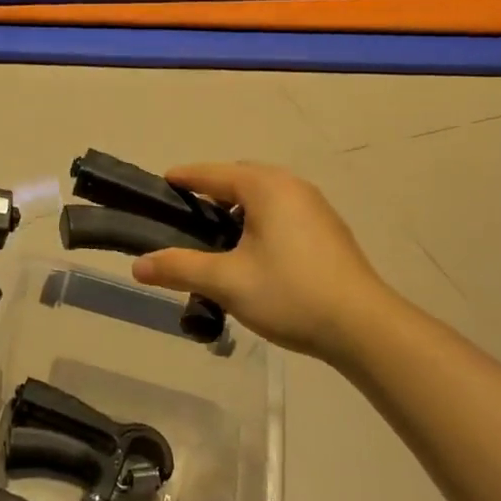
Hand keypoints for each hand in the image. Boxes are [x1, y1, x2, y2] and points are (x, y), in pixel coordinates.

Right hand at [131, 163, 389, 361]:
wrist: (362, 327)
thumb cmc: (290, 293)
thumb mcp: (226, 281)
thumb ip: (179, 268)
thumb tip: (137, 265)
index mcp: (266, 187)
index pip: (213, 173)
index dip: (184, 177)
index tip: (161, 184)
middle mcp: (293, 187)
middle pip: (240, 180)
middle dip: (211, 194)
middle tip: (184, 219)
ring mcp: (315, 208)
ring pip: (263, 199)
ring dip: (237, 213)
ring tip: (214, 242)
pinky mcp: (327, 232)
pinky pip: (282, 214)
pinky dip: (259, 224)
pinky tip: (252, 256)